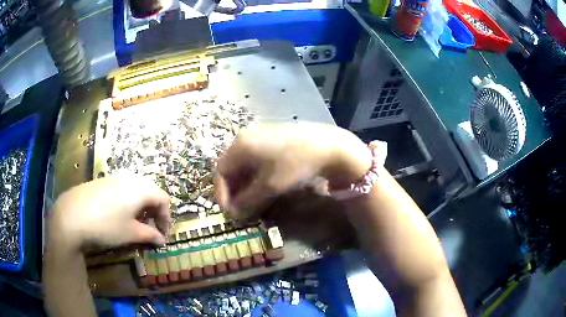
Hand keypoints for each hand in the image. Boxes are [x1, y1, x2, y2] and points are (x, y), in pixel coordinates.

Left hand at [49, 175, 170, 249]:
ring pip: (135, 188)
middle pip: (150, 190)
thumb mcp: (131, 234)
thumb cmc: (106, 225)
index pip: (163, 199)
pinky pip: (122, 187)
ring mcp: (114, 178)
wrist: (72, 214)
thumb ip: (149, 235)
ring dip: (140, 204)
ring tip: (134, 220)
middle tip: (150, 226)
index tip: (162, 233)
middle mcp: (129, 179)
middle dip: (154, 210)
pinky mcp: (102, 181)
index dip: (166, 217)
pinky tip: (117, 213)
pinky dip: (127, 200)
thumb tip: (161, 240)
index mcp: (140, 190)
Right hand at [215, 123, 370, 216]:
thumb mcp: (269, 186)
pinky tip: (264, 186)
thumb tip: (235, 212)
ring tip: (252, 201)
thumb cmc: (295, 165)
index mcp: (240, 145)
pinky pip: (256, 158)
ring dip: (245, 184)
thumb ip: (247, 200)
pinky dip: (255, 174)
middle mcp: (246, 136)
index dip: (222, 193)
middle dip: (234, 190)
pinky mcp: (273, 137)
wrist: (328, 145)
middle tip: (240, 208)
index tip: (230, 212)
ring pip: (244, 163)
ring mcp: (260, 135)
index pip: (221, 171)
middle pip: (231, 166)